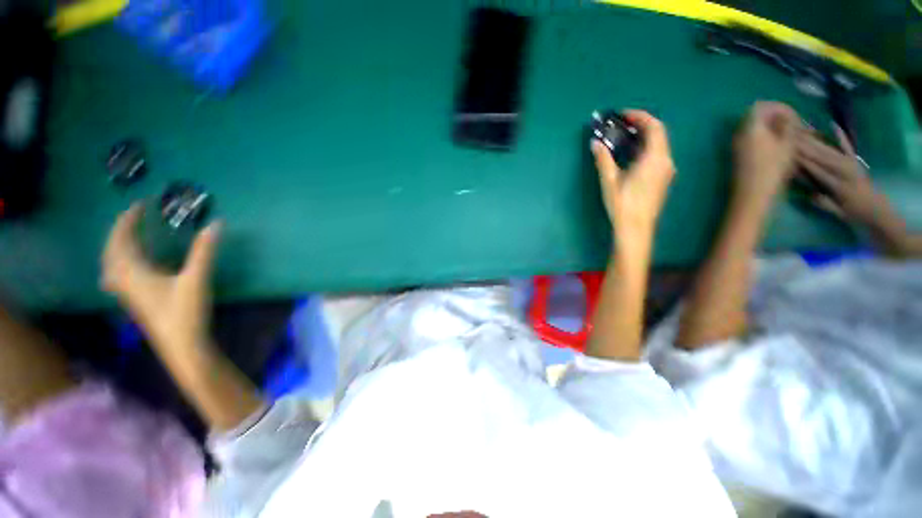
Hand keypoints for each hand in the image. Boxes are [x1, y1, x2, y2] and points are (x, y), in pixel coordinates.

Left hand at [102, 204, 221, 363]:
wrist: (181, 345)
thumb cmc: (185, 311)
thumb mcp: (197, 278)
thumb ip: (204, 251)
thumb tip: (216, 224)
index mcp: (134, 272)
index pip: (123, 239)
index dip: (129, 220)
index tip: (140, 205)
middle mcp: (124, 280)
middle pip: (111, 250)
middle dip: (120, 231)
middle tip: (134, 218)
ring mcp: (127, 293)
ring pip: (111, 264)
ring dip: (116, 246)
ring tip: (128, 237)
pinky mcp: (134, 301)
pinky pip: (117, 275)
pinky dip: (120, 262)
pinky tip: (130, 266)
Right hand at [591, 110, 675, 244]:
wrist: (636, 228)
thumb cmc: (622, 204)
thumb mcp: (609, 181)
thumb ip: (603, 159)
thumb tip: (595, 143)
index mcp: (654, 158)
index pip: (654, 127)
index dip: (640, 117)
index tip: (623, 116)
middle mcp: (666, 161)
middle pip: (659, 134)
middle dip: (642, 125)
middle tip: (622, 125)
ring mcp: (666, 171)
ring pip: (659, 145)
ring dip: (644, 137)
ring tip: (624, 138)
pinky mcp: (663, 179)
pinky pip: (658, 155)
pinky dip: (646, 148)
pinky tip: (631, 155)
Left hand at [733, 102, 799, 206]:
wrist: (751, 195)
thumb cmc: (772, 169)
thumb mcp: (787, 144)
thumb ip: (787, 125)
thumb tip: (786, 117)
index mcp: (749, 128)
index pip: (760, 106)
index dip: (779, 107)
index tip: (794, 117)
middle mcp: (738, 134)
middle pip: (757, 117)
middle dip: (776, 117)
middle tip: (794, 127)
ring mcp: (736, 146)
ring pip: (755, 129)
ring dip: (772, 129)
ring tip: (790, 137)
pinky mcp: (738, 156)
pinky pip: (752, 140)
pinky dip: (765, 138)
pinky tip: (779, 147)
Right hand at [795, 125, 889, 220]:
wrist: (877, 210)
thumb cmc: (854, 214)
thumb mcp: (839, 213)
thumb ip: (825, 204)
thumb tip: (809, 195)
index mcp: (839, 186)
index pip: (817, 172)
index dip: (803, 163)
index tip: (789, 154)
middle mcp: (845, 172)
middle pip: (822, 157)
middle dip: (806, 147)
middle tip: (790, 137)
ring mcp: (851, 165)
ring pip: (830, 150)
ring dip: (816, 140)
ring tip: (801, 131)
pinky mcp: (855, 161)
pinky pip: (847, 146)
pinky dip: (841, 136)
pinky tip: (832, 125)